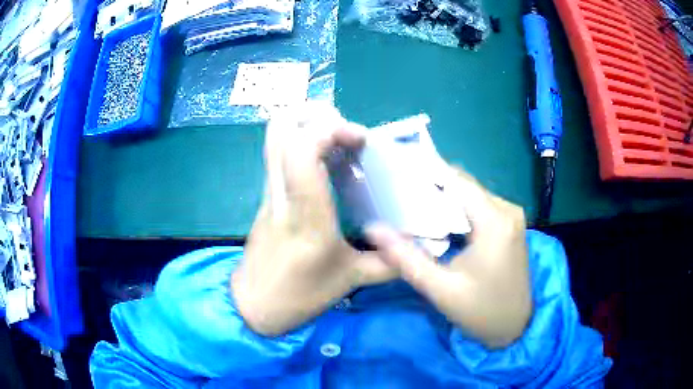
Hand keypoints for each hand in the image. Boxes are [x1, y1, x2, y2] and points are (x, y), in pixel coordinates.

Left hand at [232, 103, 396, 335]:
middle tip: (346, 131)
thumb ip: (390, 262)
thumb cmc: (300, 295)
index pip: (302, 152)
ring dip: (307, 124)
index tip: (360, 138)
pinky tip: (326, 160)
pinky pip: (279, 152)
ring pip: (275, 137)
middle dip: (315, 115)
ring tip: (338, 138)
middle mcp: (282, 194)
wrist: (253, 304)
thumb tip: (423, 248)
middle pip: (280, 129)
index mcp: (306, 216)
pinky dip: (301, 141)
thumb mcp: (350, 280)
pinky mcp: (266, 195)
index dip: (330, 130)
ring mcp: (269, 192)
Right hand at [367, 168, 531, 347]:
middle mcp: (507, 209)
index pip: (455, 180)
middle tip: (398, 194)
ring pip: (471, 194)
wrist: (515, 327)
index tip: (396, 173)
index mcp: (494, 221)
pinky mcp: (510, 225)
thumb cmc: (481, 311)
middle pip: (464, 184)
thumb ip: (406, 258)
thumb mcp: (440, 289)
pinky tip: (439, 222)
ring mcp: (512, 215)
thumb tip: (372, 229)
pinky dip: (458, 209)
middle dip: (431, 187)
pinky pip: (480, 205)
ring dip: (444, 199)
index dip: (425, 172)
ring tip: (413, 207)